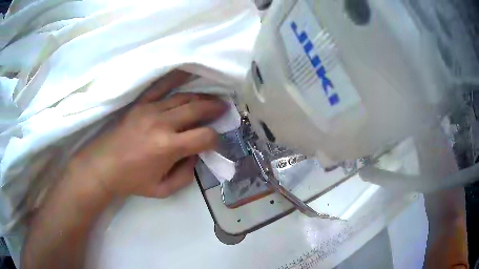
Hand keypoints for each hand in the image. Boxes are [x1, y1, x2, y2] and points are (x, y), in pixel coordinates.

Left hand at [69, 70, 226, 197]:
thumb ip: (186, 175)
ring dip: (202, 97)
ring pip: (183, 97)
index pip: (204, 136)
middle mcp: (162, 124)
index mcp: (169, 147)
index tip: (215, 142)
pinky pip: (161, 86)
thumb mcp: (163, 189)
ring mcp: (151, 109)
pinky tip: (188, 71)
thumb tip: (195, 155)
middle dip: (215, 109)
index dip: (215, 139)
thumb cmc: (133, 181)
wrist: (104, 166)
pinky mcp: (141, 104)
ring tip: (212, 99)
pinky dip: (176, 78)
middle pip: (197, 109)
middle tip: (225, 109)